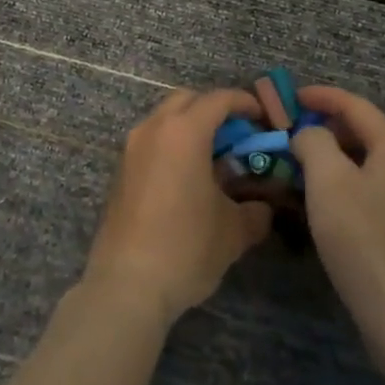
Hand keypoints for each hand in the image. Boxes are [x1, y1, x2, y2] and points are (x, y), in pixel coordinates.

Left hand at [85, 88, 273, 324]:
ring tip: (214, 158)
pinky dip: (172, 146)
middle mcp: (154, 129)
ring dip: (190, 127)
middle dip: (214, 109)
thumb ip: (255, 211)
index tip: (264, 118)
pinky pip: (151, 141)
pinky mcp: (120, 171)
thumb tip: (263, 207)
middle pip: (187, 100)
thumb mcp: (234, 231)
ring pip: (165, 119)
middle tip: (238, 134)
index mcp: (184, 132)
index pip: (219, 100)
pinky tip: (188, 178)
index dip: (245, 103)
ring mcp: (132, 149)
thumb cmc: (186, 247)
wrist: (126, 284)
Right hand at [291, 86, 384, 367]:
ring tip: (305, 165)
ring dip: (339, 157)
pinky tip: (331, 200)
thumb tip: (311, 134)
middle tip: (292, 134)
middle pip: (366, 131)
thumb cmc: (363, 240)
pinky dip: (353, 181)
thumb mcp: (327, 182)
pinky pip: (380, 186)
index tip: (291, 97)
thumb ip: (314, 142)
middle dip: (328, 128)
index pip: (355, 105)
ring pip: (372, 161)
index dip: (320, 97)